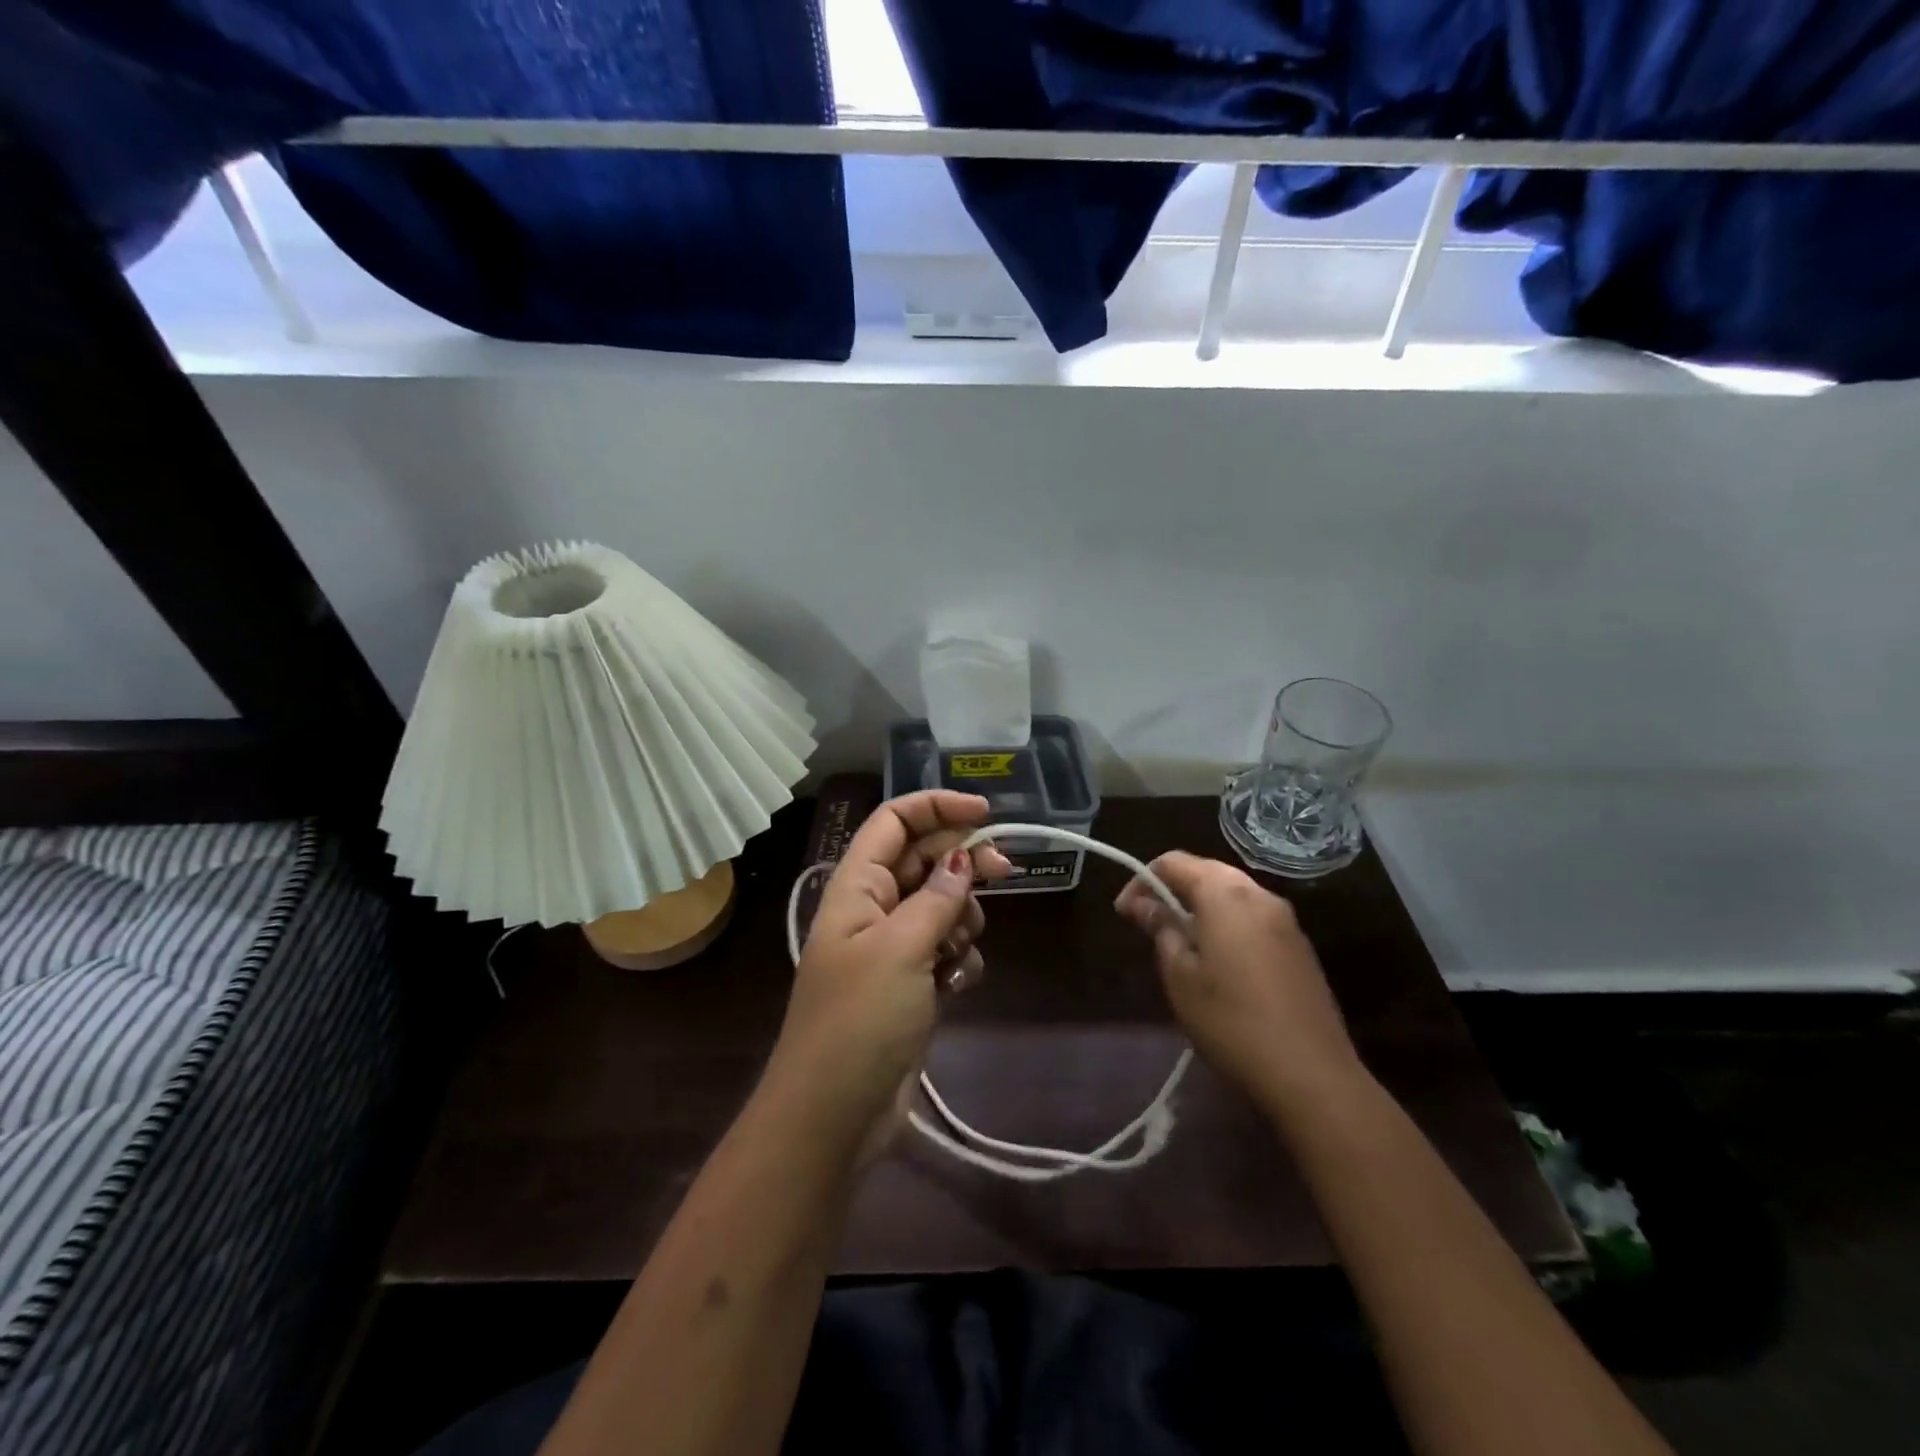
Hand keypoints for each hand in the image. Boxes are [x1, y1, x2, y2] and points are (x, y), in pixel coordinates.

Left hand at [769, 791, 1010, 1153]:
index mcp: (856, 886)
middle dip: (963, 863)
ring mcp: (893, 948)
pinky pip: (947, 949)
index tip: (987, 814)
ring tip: (956, 953)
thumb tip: (964, 858)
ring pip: (942, 905)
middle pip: (925, 860)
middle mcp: (873, 908)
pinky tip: (957, 985)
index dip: (937, 807)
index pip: (894, 822)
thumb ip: (936, 898)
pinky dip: (959, 960)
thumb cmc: (858, 1022)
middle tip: (1005, 872)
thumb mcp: (900, 949)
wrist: (833, 1118)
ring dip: (962, 920)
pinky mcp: (911, 984)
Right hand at [1115, 852, 1366, 1121]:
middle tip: (1147, 922)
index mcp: (1225, 894)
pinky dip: (1227, 922)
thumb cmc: (1231, 1021)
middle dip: (1172, 889)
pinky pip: (1253, 917)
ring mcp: (1286, 920)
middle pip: (1206, 872)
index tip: (1124, 912)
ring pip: (1232, 894)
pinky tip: (1217, 959)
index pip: (1174, 862)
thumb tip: (1145, 903)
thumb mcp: (1180, 976)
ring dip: (1200, 906)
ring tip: (1179, 941)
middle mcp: (1259, 895)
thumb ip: (1162, 929)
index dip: (1142, 880)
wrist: (1312, 1075)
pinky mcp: (1299, 946)